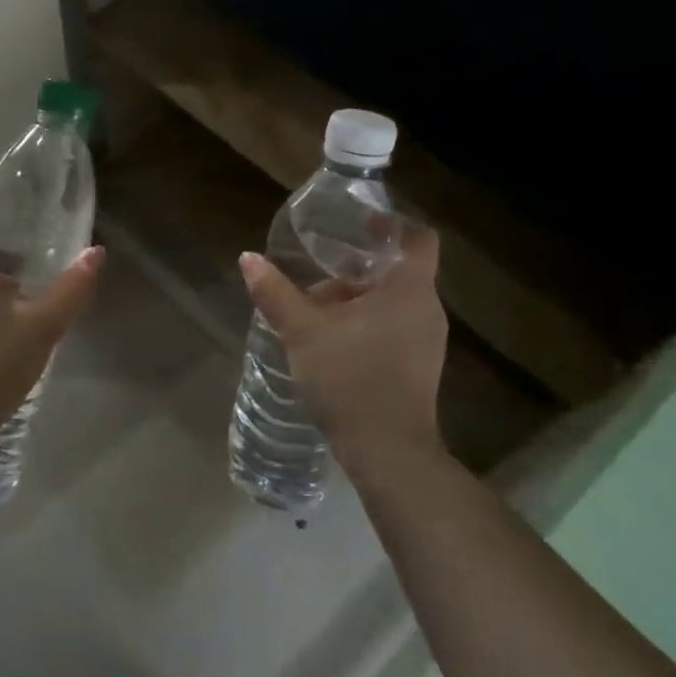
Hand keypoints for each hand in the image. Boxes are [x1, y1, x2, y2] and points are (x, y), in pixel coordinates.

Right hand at [239, 223, 448, 482]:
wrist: (387, 452)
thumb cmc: (350, 380)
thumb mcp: (303, 332)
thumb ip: (275, 293)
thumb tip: (248, 259)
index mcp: (409, 290)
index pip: (417, 238)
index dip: (390, 224)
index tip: (357, 224)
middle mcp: (427, 309)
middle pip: (397, 271)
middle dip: (357, 268)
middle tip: (319, 269)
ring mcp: (427, 341)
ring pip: (393, 302)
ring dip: (358, 298)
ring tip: (316, 307)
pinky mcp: (419, 367)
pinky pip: (395, 327)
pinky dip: (367, 323)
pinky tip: (332, 340)